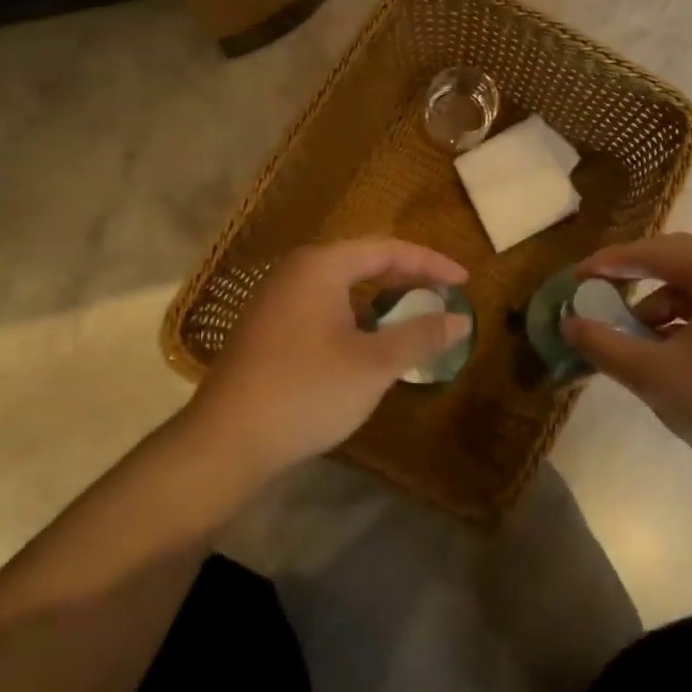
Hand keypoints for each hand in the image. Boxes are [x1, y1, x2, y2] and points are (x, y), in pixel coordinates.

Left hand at [184, 239, 471, 486]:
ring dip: (380, 297)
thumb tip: (460, 319)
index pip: (388, 249)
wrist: (226, 441)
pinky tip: (367, 342)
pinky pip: (323, 305)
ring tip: (411, 316)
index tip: (464, 281)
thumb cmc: (307, 392)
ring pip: (341, 285)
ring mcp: (276, 299)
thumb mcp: (374, 364)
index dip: (431, 263)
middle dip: (407, 277)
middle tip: (443, 295)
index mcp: (322, 266)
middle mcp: (296, 271)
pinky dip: (354, 314)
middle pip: (363, 261)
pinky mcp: (267, 327)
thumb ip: (420, 335)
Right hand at [561, 233, 691, 485]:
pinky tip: (669, 354)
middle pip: (678, 262)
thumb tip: (569, 324)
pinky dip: (684, 323)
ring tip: (634, 341)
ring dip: (659, 307)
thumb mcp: (654, 376)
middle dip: (634, 278)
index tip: (576, 277)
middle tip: (599, 294)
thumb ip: (605, 345)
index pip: (655, 252)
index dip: (610, 262)